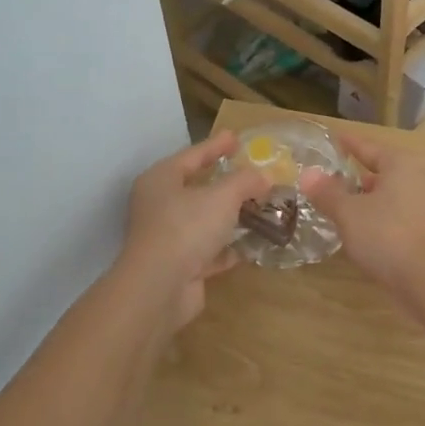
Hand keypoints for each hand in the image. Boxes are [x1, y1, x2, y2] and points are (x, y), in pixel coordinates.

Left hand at [114, 132, 269, 335]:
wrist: (159, 288)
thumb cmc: (186, 228)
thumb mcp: (223, 196)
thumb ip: (246, 181)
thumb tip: (265, 177)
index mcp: (161, 179)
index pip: (192, 155)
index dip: (216, 145)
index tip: (237, 137)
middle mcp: (159, 205)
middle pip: (197, 188)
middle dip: (226, 183)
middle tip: (253, 174)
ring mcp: (167, 237)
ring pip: (204, 220)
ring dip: (230, 217)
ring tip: (260, 208)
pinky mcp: (178, 266)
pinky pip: (208, 251)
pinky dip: (227, 248)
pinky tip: (249, 246)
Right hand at [301, 131, 424, 285]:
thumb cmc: (388, 235)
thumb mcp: (349, 213)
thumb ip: (328, 193)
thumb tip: (308, 173)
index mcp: (401, 165)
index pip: (369, 148)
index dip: (350, 145)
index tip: (337, 138)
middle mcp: (423, 179)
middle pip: (386, 173)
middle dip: (362, 178)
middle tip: (337, 183)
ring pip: (396, 199)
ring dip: (374, 204)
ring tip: (350, 212)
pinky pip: (405, 220)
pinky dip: (387, 223)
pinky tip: (371, 237)